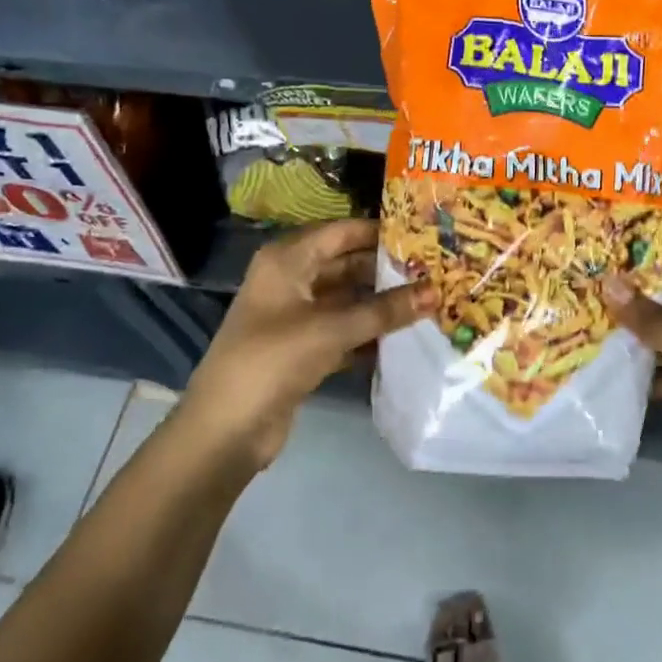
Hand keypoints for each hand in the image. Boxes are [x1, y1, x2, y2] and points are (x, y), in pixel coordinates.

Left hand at [176, 219, 436, 474]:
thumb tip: (436, 292)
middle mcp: (291, 280)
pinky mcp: (303, 348)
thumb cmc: (273, 360)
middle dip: (387, 269)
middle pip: (347, 264)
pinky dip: (369, 332)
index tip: (425, 235)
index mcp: (287, 260)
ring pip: (348, 299)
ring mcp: (296, 316)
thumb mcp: (331, 329)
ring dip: (382, 303)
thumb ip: (385, 310)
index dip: (381, 232)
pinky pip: (344, 330)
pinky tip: (406, 336)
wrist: (225, 430)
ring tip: (430, 300)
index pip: (342, 232)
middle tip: (435, 270)